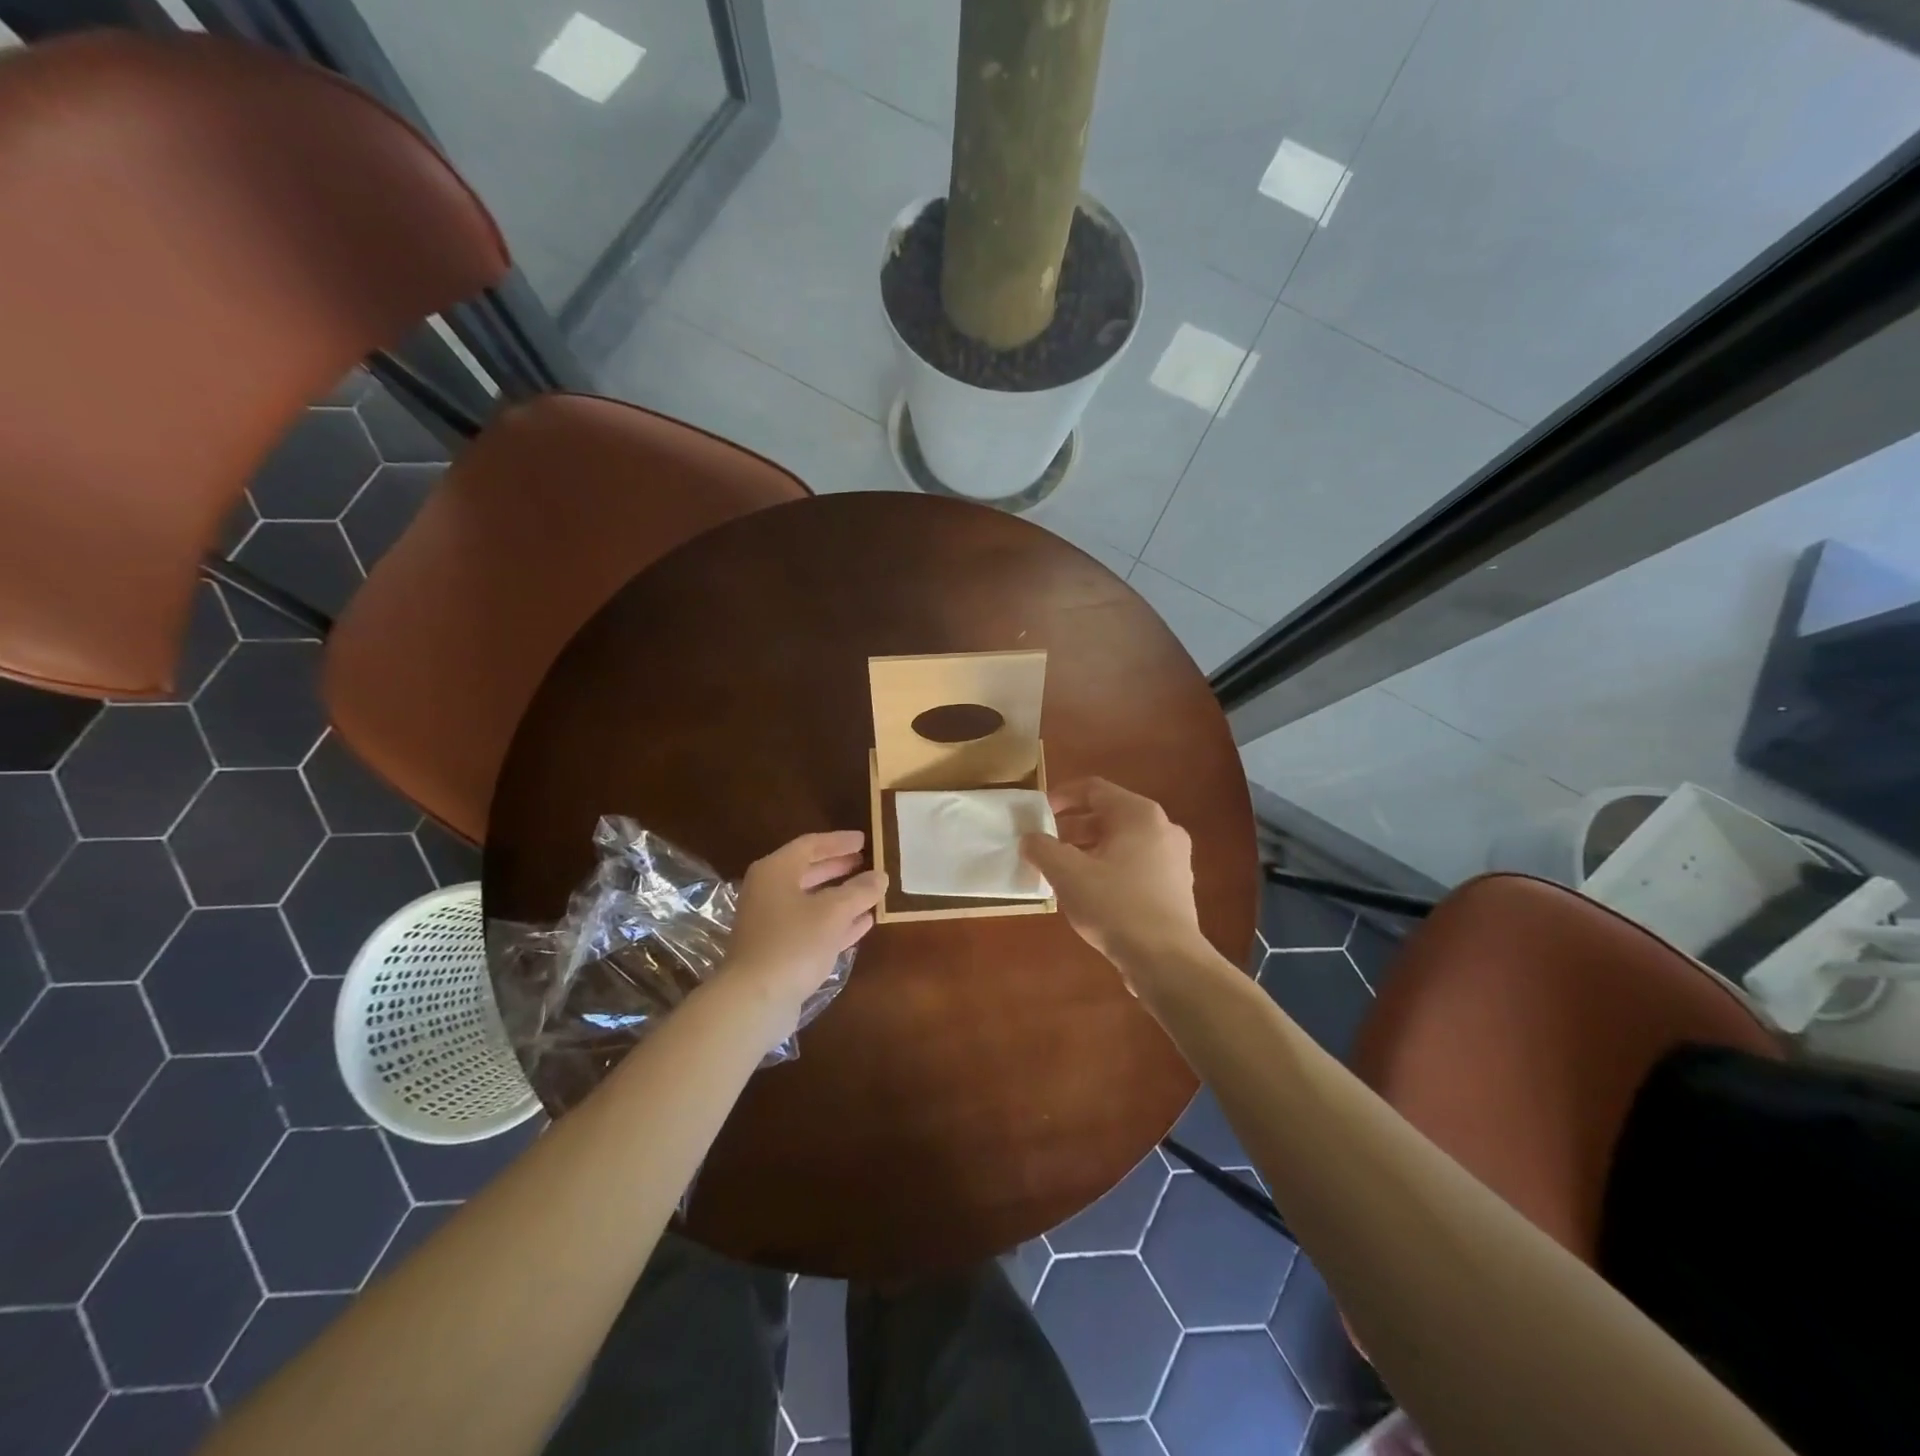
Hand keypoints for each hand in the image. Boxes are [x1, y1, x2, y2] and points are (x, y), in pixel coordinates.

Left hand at [727, 831, 885, 1009]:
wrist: (755, 1000)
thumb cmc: (794, 942)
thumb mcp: (834, 911)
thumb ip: (860, 890)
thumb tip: (881, 876)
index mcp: (775, 871)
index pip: (810, 845)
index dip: (839, 842)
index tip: (864, 840)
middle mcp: (769, 891)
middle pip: (808, 872)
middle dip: (839, 867)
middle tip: (866, 863)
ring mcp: (771, 923)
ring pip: (812, 901)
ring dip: (841, 896)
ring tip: (870, 892)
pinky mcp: (778, 950)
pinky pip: (812, 927)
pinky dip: (836, 922)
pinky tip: (862, 924)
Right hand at [1021, 778, 1205, 981]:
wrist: (1167, 960)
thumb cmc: (1115, 906)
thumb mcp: (1067, 874)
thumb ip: (1042, 849)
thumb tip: (1030, 839)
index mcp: (1139, 814)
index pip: (1094, 789)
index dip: (1062, 796)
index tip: (1038, 813)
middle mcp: (1162, 827)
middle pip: (1109, 815)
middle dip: (1073, 828)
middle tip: (1046, 845)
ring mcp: (1174, 858)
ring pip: (1122, 842)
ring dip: (1089, 850)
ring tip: (1062, 871)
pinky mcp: (1176, 886)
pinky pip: (1136, 864)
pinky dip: (1110, 868)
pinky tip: (1090, 894)